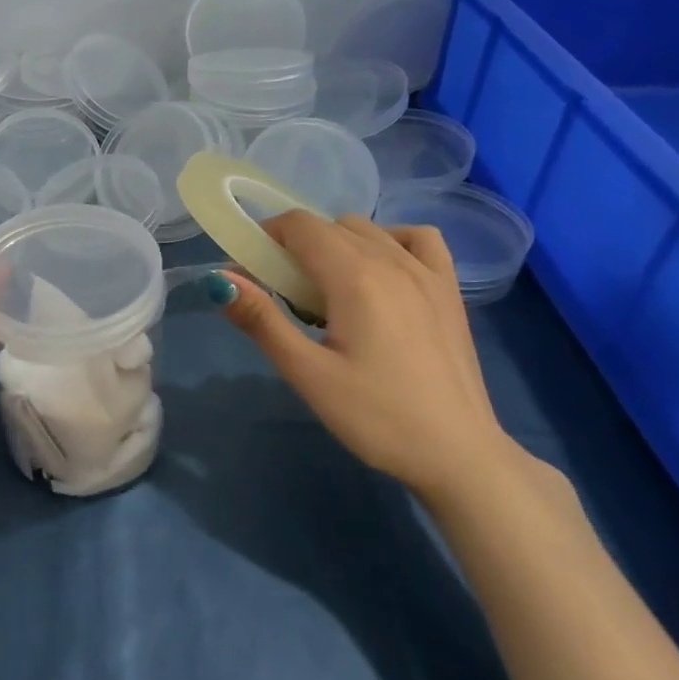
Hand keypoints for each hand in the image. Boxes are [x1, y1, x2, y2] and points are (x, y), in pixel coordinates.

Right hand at [207, 210, 523, 504]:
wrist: (458, 454)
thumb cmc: (376, 416)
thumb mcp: (307, 373)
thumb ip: (262, 320)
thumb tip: (220, 280)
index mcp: (354, 276)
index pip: (299, 225)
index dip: (266, 238)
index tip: (250, 273)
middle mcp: (392, 261)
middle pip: (329, 225)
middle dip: (294, 246)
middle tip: (281, 295)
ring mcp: (427, 273)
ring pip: (367, 230)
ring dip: (335, 245)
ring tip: (326, 292)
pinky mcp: (449, 291)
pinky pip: (417, 239)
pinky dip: (389, 241)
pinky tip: (380, 271)